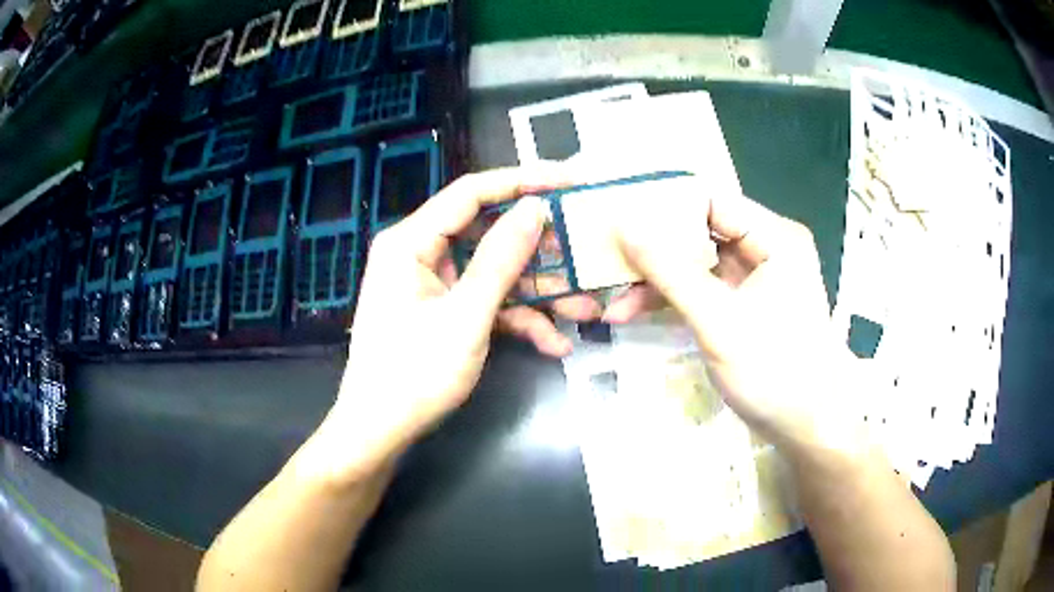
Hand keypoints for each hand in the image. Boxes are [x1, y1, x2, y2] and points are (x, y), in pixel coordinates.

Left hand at [319, 168, 582, 480]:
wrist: (382, 431)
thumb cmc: (414, 374)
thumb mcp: (465, 317)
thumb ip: (501, 259)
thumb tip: (535, 207)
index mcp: (411, 242)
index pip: (471, 193)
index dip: (521, 181)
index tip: (567, 180)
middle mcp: (421, 253)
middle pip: (488, 233)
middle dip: (539, 251)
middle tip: (583, 251)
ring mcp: (435, 284)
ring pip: (495, 272)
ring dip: (538, 294)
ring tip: (585, 310)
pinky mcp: (446, 310)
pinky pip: (487, 302)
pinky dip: (519, 319)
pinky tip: (554, 343)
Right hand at [608, 189, 861, 458]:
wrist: (807, 426)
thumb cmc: (774, 369)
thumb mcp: (719, 320)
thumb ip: (671, 272)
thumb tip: (624, 226)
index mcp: (774, 237)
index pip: (711, 202)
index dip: (664, 207)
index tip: (617, 215)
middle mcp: (765, 249)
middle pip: (700, 233)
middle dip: (653, 251)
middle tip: (606, 258)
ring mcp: (753, 280)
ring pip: (696, 265)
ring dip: (656, 282)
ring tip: (612, 301)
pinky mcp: (742, 308)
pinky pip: (701, 291)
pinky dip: (671, 300)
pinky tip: (634, 313)